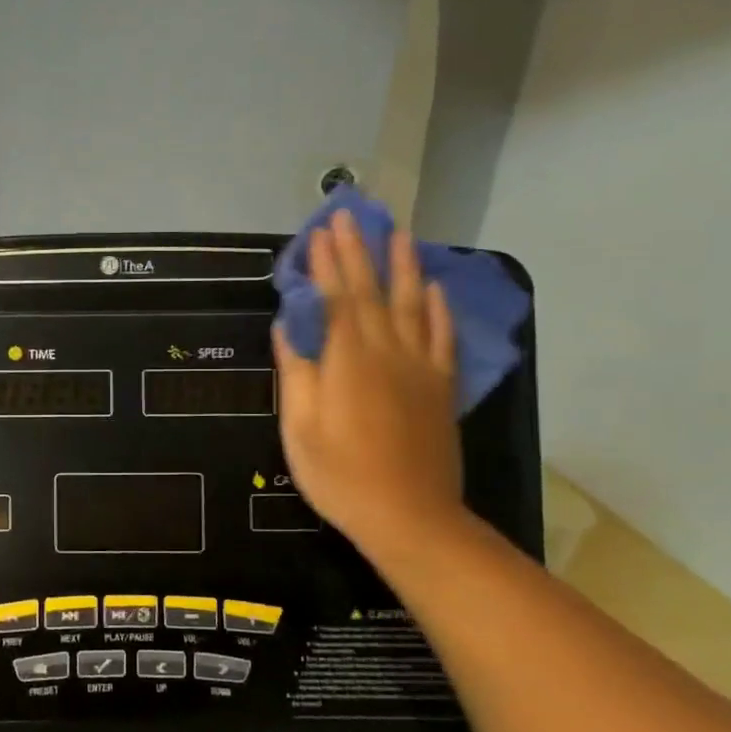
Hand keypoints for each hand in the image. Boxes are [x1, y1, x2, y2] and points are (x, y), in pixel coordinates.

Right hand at [274, 213, 465, 567]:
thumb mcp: (300, 427)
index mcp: (349, 359)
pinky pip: (443, 338)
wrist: (409, 516)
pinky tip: (435, 289)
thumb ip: (295, 372)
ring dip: (403, 266)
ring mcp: (420, 367)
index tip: (318, 232)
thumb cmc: (340, 474)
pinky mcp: (441, 388)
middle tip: (349, 215)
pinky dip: (440, 310)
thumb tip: (287, 328)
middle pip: (373, 291)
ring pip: (413, 304)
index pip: (336, 298)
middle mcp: (388, 351)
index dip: (326, 263)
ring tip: (399, 232)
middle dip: (358, 251)